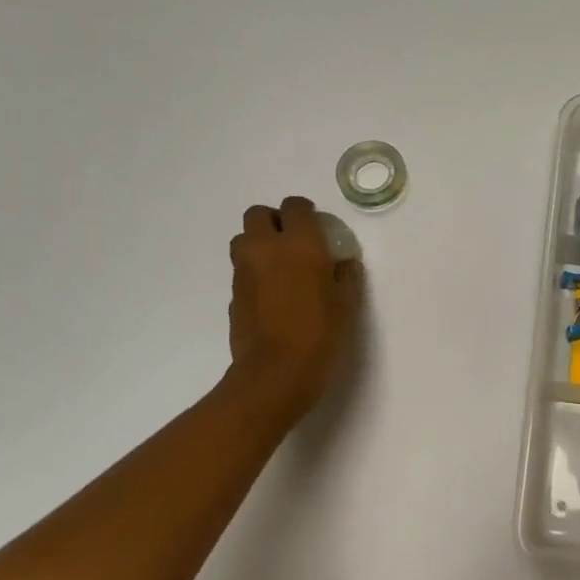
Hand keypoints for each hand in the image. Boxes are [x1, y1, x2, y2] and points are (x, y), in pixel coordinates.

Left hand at [226, 197, 361, 425]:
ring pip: (243, 239)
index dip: (305, 212)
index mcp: (300, 243)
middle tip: (292, 241)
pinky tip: (271, 295)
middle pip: (258, 214)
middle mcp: (266, 248)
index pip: (295, 206)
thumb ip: (346, 275)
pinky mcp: (233, 294)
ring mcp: (244, 270)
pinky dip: (254, 272)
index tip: (317, 227)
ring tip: (278, 266)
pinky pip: (241, 270)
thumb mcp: (347, 303)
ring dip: (258, 244)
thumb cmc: (320, 333)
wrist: (275, 373)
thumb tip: (343, 263)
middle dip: (274, 221)